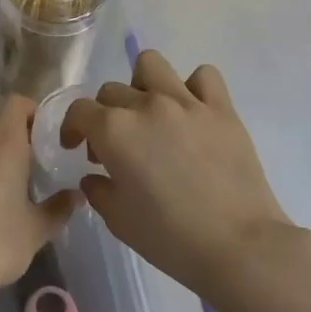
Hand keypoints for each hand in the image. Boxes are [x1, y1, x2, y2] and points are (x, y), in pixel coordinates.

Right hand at [62, 51, 293, 299]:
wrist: (239, 247)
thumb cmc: (170, 238)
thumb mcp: (118, 220)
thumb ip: (98, 190)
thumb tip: (94, 176)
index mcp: (115, 130)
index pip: (79, 110)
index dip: (72, 128)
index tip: (77, 148)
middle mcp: (147, 105)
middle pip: (112, 91)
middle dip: (105, 115)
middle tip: (117, 147)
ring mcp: (187, 102)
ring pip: (151, 65)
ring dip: (142, 84)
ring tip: (150, 113)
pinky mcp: (222, 109)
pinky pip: (204, 76)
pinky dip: (193, 88)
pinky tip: (192, 112)